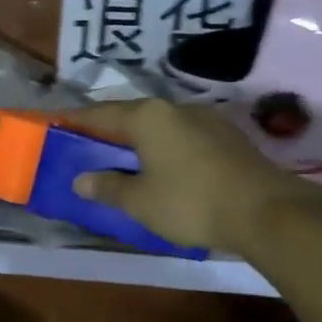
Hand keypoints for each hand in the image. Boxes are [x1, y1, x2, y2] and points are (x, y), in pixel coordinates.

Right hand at [72, 100, 313, 254]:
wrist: (267, 212)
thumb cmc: (190, 202)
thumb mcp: (139, 201)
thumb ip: (107, 187)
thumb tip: (81, 181)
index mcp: (148, 117)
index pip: (100, 113)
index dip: (75, 120)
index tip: (55, 123)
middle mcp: (176, 109)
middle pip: (131, 116)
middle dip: (106, 130)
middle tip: (85, 145)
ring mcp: (206, 121)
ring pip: (159, 127)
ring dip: (137, 141)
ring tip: (120, 159)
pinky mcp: (228, 139)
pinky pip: (181, 138)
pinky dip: (162, 149)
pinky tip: (160, 168)